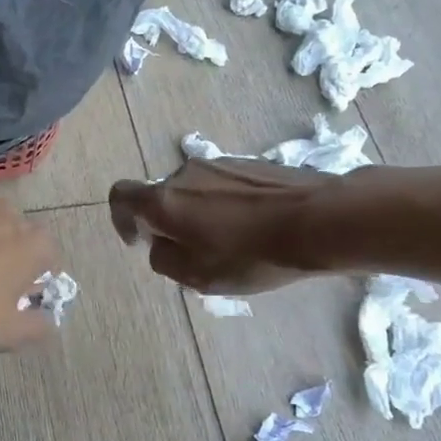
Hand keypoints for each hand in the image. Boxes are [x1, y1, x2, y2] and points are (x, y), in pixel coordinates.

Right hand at [108, 158, 329, 294]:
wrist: (320, 221)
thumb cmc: (251, 255)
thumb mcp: (199, 276)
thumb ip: (164, 260)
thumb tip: (160, 244)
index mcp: (164, 200)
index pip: (121, 196)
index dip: (121, 219)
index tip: (139, 241)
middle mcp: (185, 173)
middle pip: (162, 196)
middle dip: (169, 223)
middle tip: (194, 254)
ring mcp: (219, 164)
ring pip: (194, 191)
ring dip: (200, 214)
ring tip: (230, 243)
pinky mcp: (250, 164)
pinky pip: (223, 186)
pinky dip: (226, 206)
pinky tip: (254, 228)